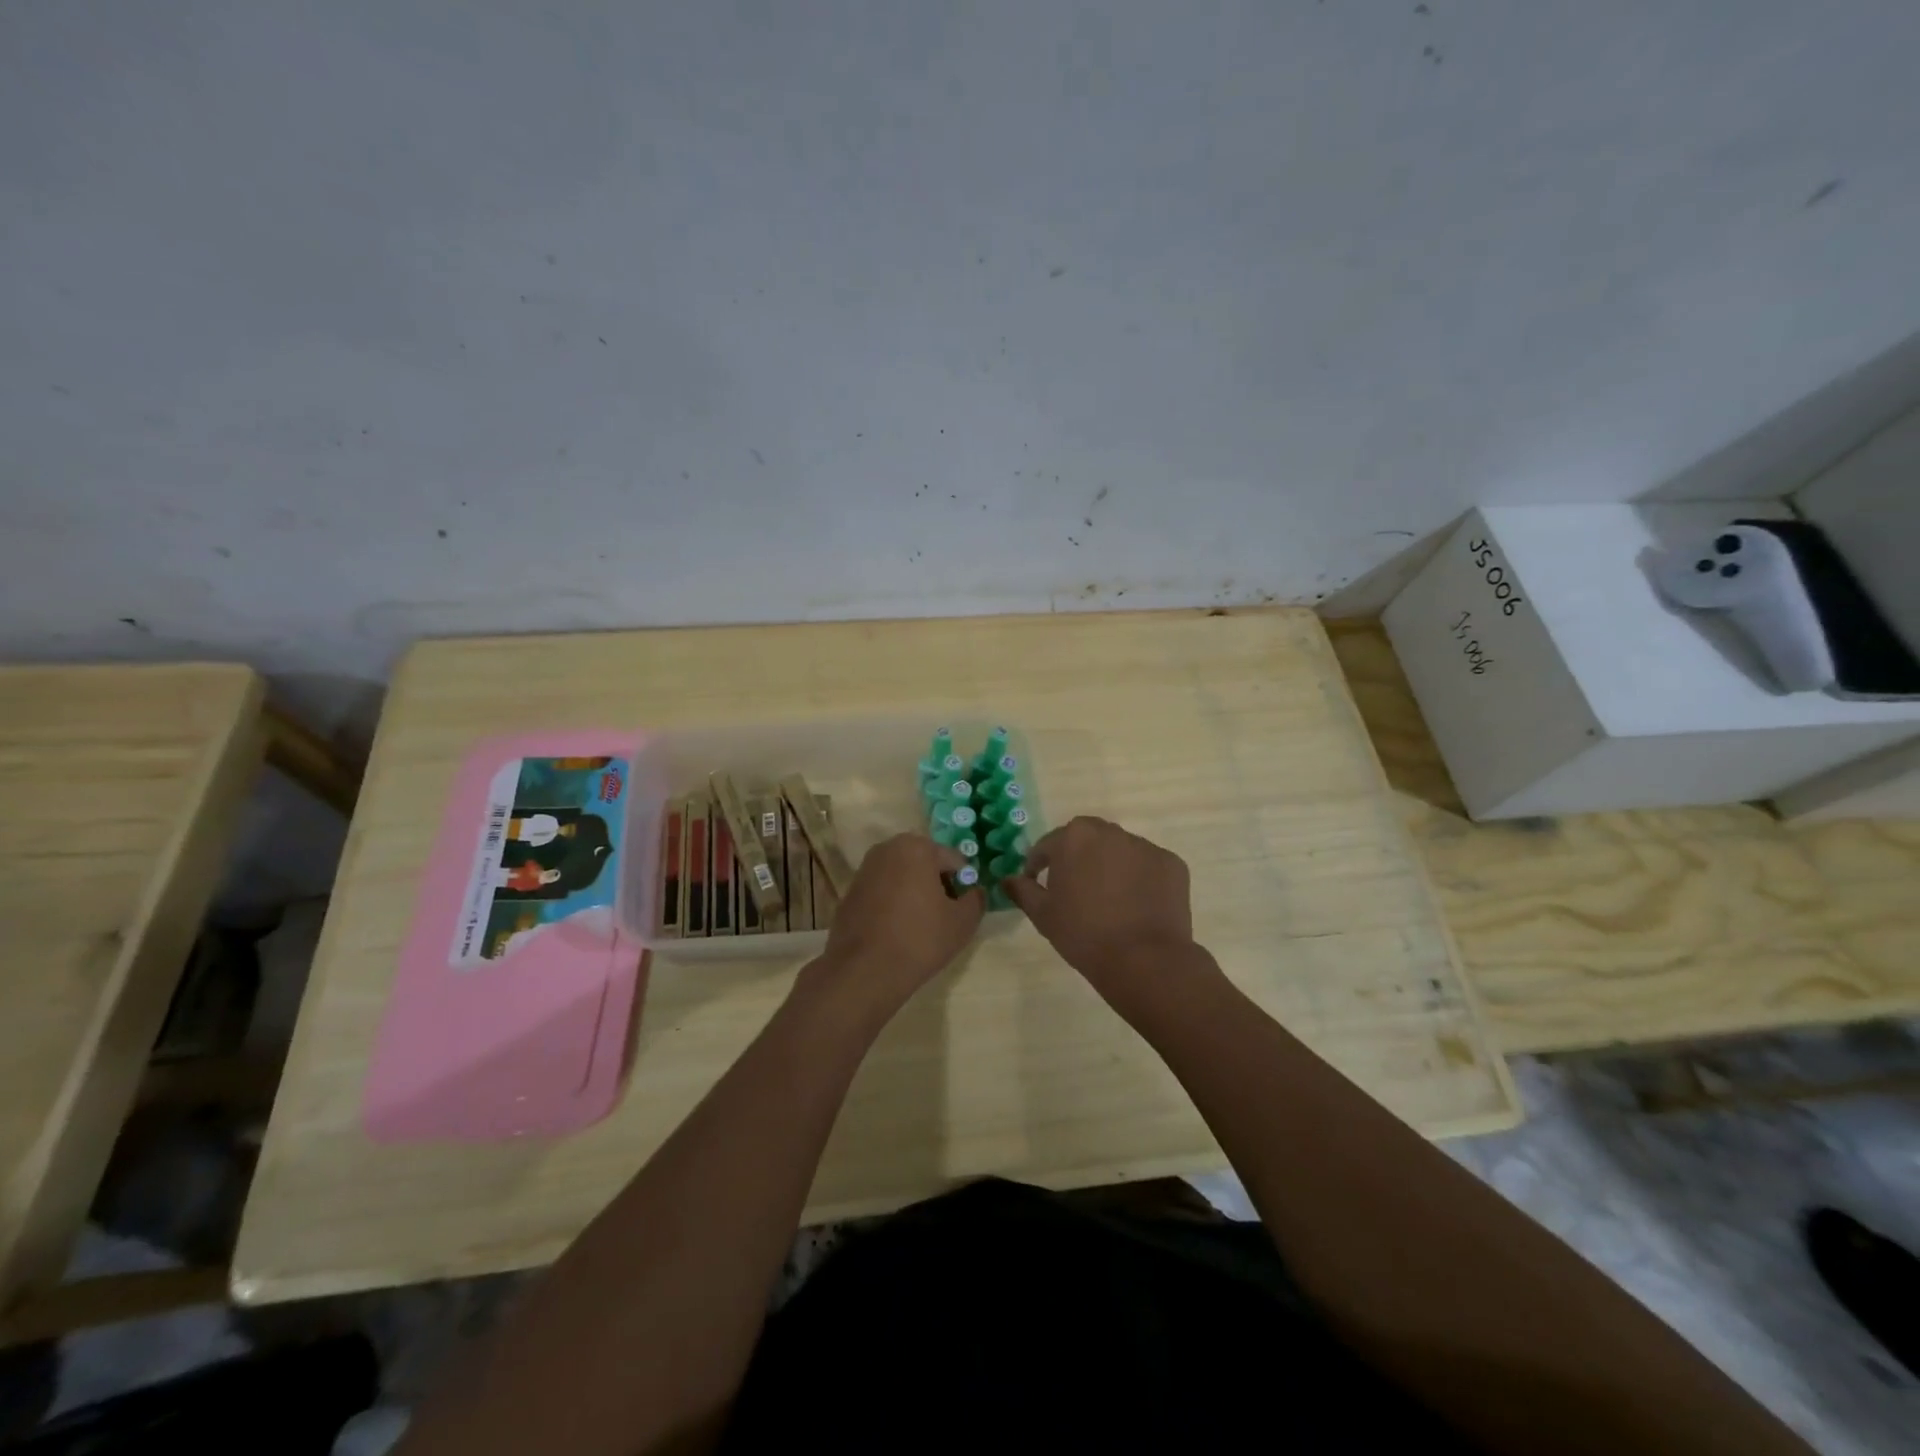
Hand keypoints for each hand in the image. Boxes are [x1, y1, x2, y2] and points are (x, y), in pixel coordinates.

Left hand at [801, 834, 982, 1021]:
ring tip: (920, 925)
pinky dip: (892, 903)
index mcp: (916, 847)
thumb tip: (974, 892)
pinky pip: (882, 891)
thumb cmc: (920, 939)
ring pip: (902, 876)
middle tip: (944, 915)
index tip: (962, 909)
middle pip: (925, 864)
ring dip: (914, 892)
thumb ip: (976, 899)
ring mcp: (864, 870)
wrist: (865, 971)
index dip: (963, 884)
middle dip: (937, 884)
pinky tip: (896, 930)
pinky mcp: (850, 892)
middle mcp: (887, 849)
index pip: (953, 861)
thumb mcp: (963, 922)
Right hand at [1004, 817, 1193, 989]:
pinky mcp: (1172, 864)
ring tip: (1109, 900)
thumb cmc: (1083, 934)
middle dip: (1078, 858)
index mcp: (1074, 837)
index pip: (1048, 845)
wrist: (1144, 960)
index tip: (1038, 884)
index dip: (1039, 865)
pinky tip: (1137, 906)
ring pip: (1120, 851)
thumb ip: (1022, 891)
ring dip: (1110, 866)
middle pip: (1087, 839)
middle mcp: (1111, 832)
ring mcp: (1145, 846)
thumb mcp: (1043, 914)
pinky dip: (1140, 879)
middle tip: (1075, 889)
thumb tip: (1007, 879)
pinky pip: (1148, 866)